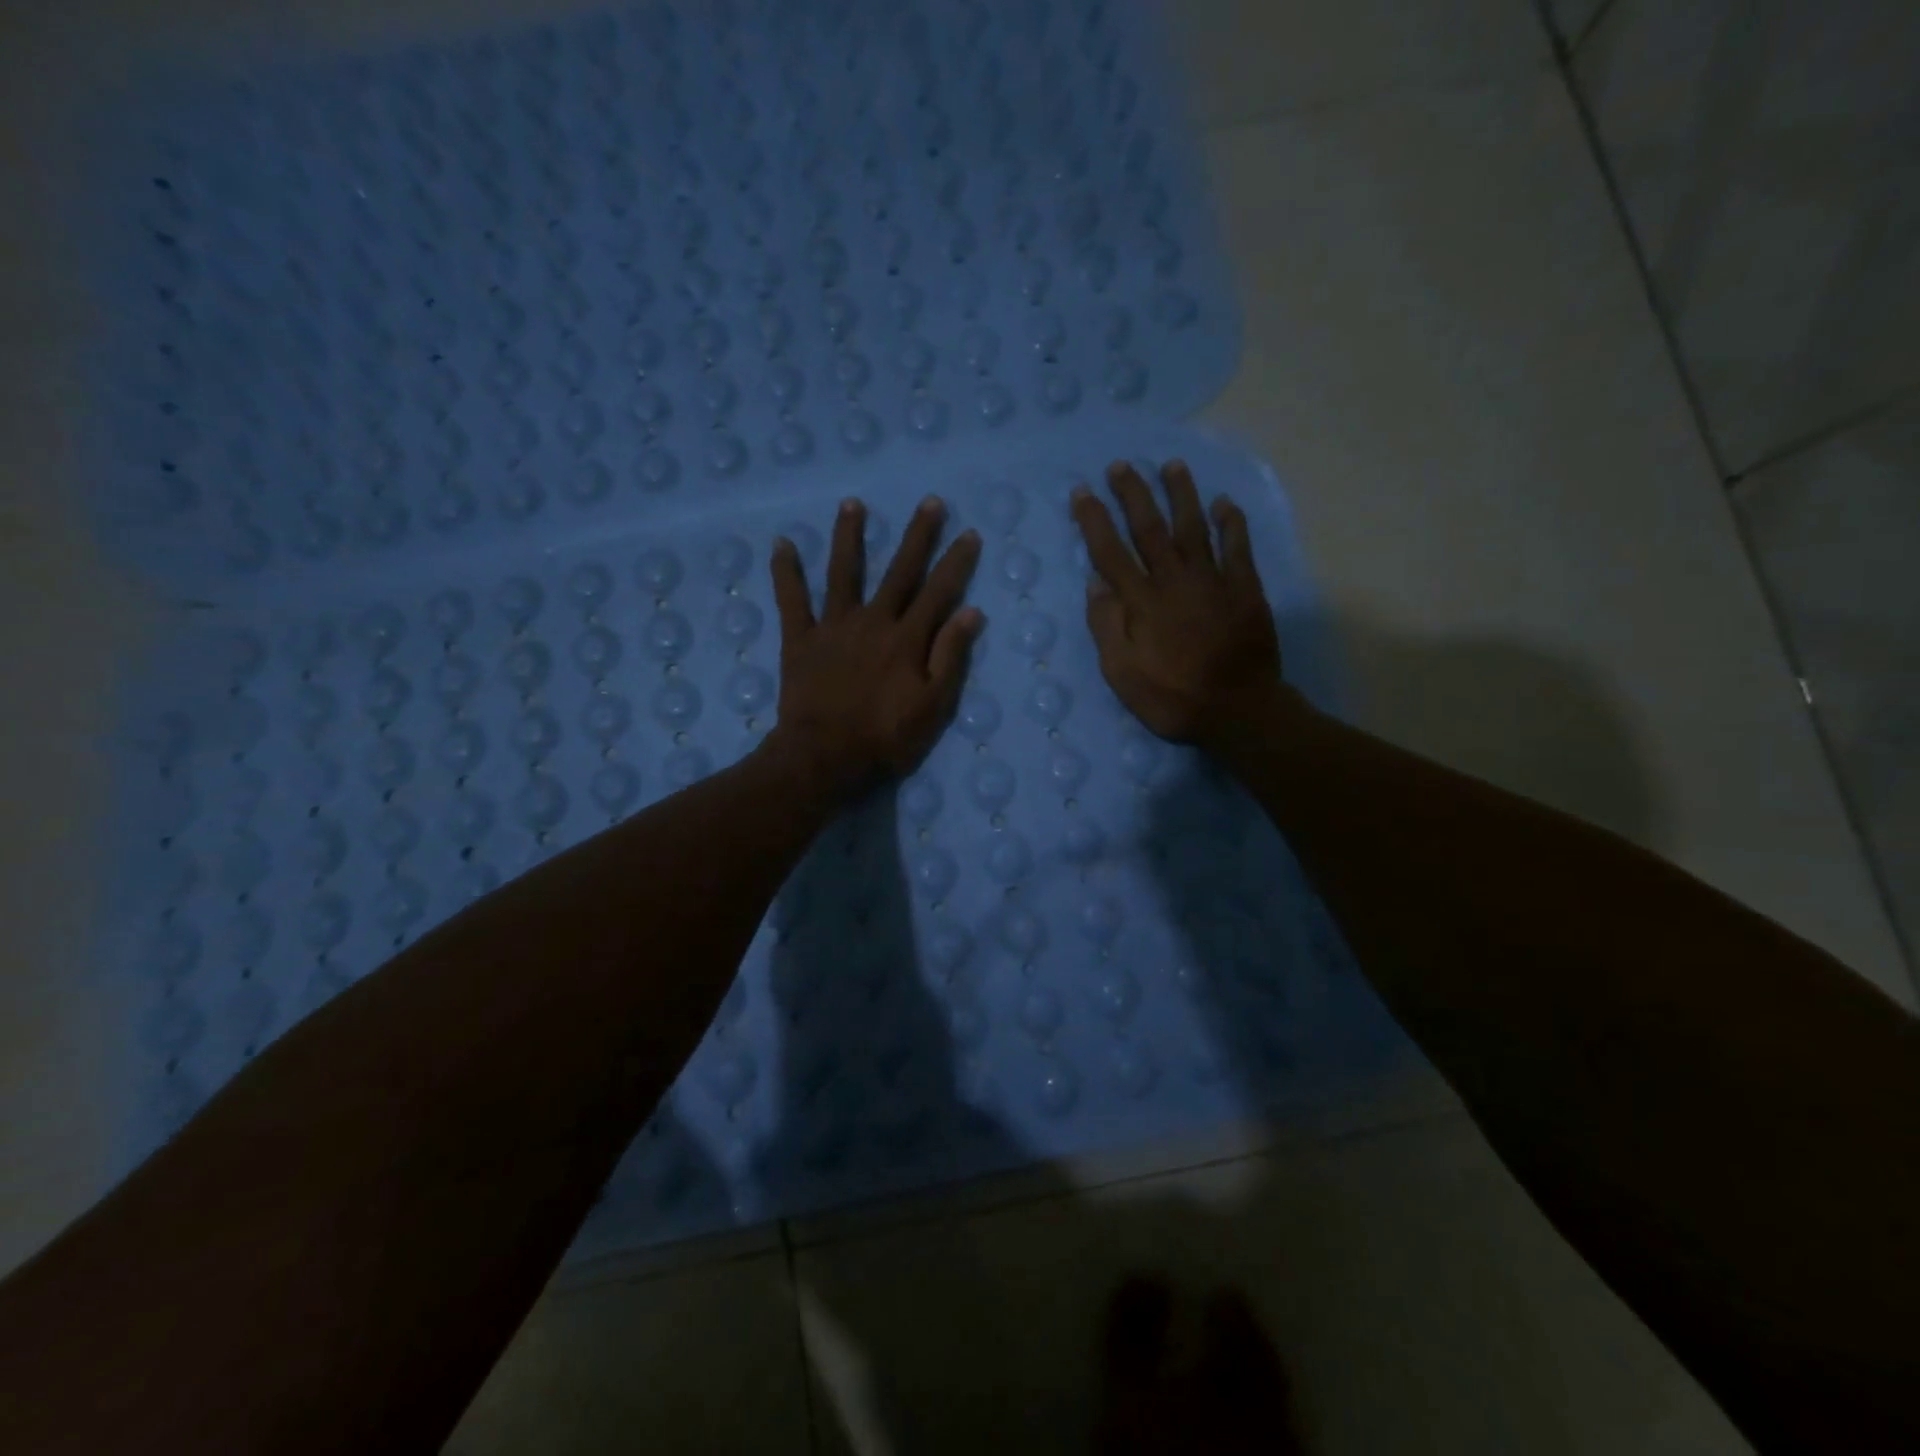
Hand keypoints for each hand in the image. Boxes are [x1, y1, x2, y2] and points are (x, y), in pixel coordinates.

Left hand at [768, 495, 983, 797]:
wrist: (824, 757)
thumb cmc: (885, 738)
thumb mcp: (932, 706)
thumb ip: (950, 657)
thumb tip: (970, 612)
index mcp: (907, 639)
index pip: (939, 592)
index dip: (956, 563)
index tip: (969, 533)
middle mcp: (873, 621)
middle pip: (899, 571)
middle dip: (917, 536)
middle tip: (929, 502)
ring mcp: (834, 626)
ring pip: (843, 572)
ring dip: (849, 537)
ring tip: (852, 504)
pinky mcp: (800, 639)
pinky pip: (791, 599)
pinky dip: (786, 572)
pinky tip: (781, 544)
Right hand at [1072, 460, 1284, 745]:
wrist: (1238, 711)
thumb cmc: (1172, 698)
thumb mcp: (1122, 674)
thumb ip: (1107, 626)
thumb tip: (1095, 583)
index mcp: (1141, 602)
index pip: (1111, 552)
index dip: (1095, 520)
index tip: (1083, 491)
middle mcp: (1174, 581)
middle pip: (1150, 528)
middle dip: (1134, 494)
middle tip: (1121, 465)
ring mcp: (1213, 581)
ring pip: (1193, 527)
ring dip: (1181, 494)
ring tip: (1172, 465)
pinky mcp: (1245, 590)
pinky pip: (1238, 548)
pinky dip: (1231, 523)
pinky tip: (1225, 502)